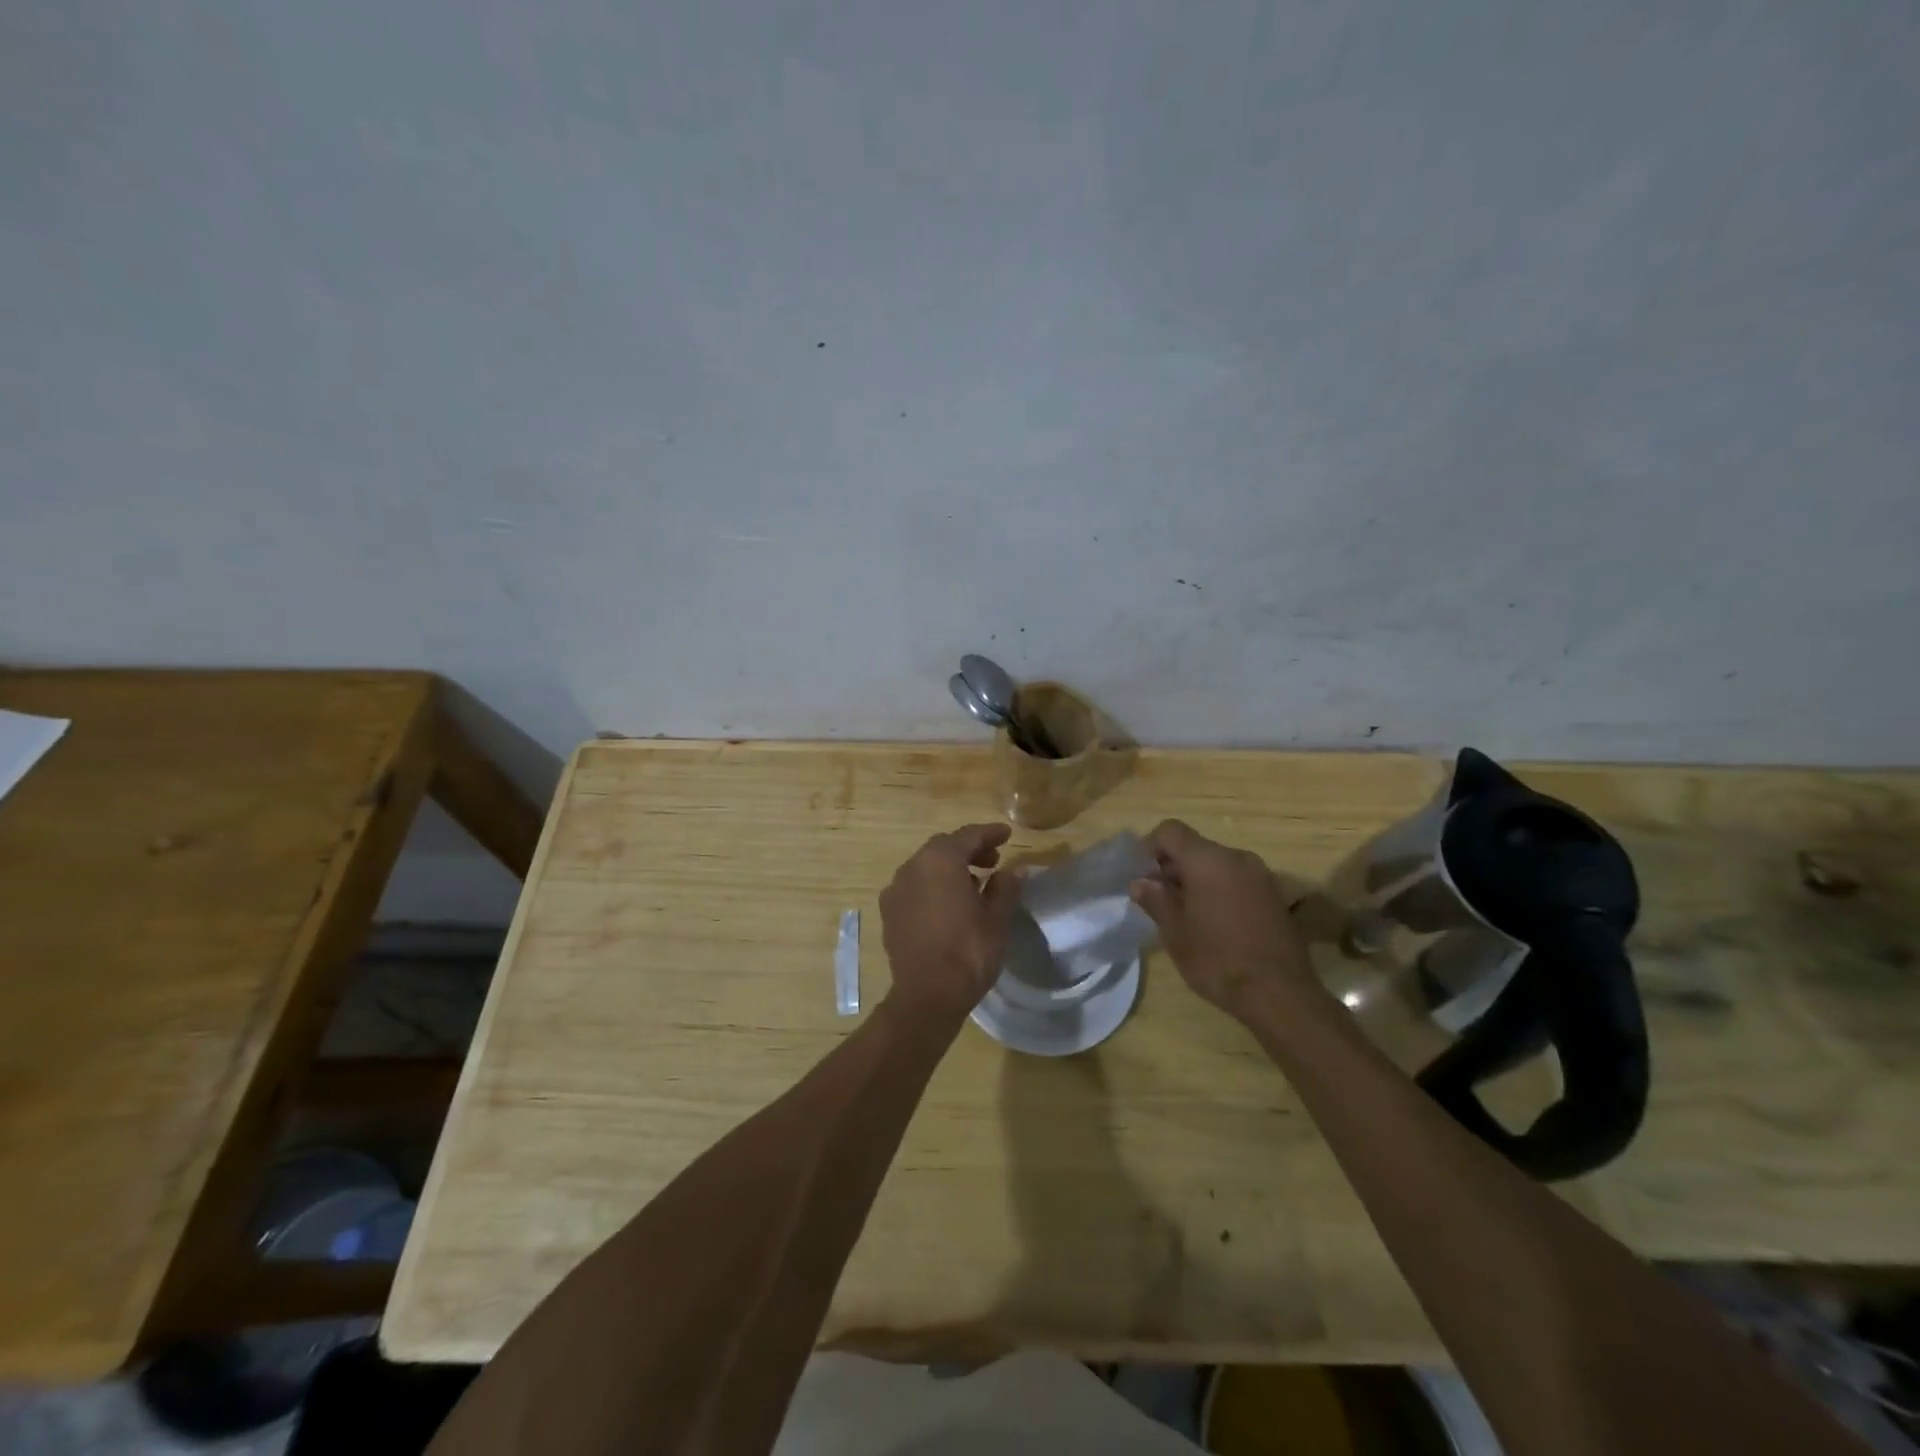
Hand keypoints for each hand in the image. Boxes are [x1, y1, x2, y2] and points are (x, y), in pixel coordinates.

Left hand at [879, 824, 1020, 1024]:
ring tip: (974, 883)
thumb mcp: (997, 918)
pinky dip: (933, 886)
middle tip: (993, 860)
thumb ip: (1005, 887)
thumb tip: (1013, 871)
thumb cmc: (968, 952)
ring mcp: (896, 889)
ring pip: (926, 866)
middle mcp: (912, 867)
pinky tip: (948, 904)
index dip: (989, 833)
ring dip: (949, 868)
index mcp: (940, 860)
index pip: (968, 836)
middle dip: (969, 850)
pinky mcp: (889, 912)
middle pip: (943, 847)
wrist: (927, 996)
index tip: (1006, 834)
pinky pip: (914, 887)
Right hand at [1129, 819, 1313, 1016]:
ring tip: (1187, 915)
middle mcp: (1237, 858)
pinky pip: (1238, 881)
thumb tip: (1140, 883)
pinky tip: (1216, 924)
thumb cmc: (1217, 959)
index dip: (1150, 847)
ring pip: (1218, 865)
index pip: (1171, 831)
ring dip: (1198, 880)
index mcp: (1208, 860)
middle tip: (1159, 900)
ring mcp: (1261, 876)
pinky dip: (1221, 891)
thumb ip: (1155, 900)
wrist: (1279, 994)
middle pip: (1196, 847)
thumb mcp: (1175, 932)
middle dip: (1174, 867)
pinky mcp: (1276, 897)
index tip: (1143, 876)